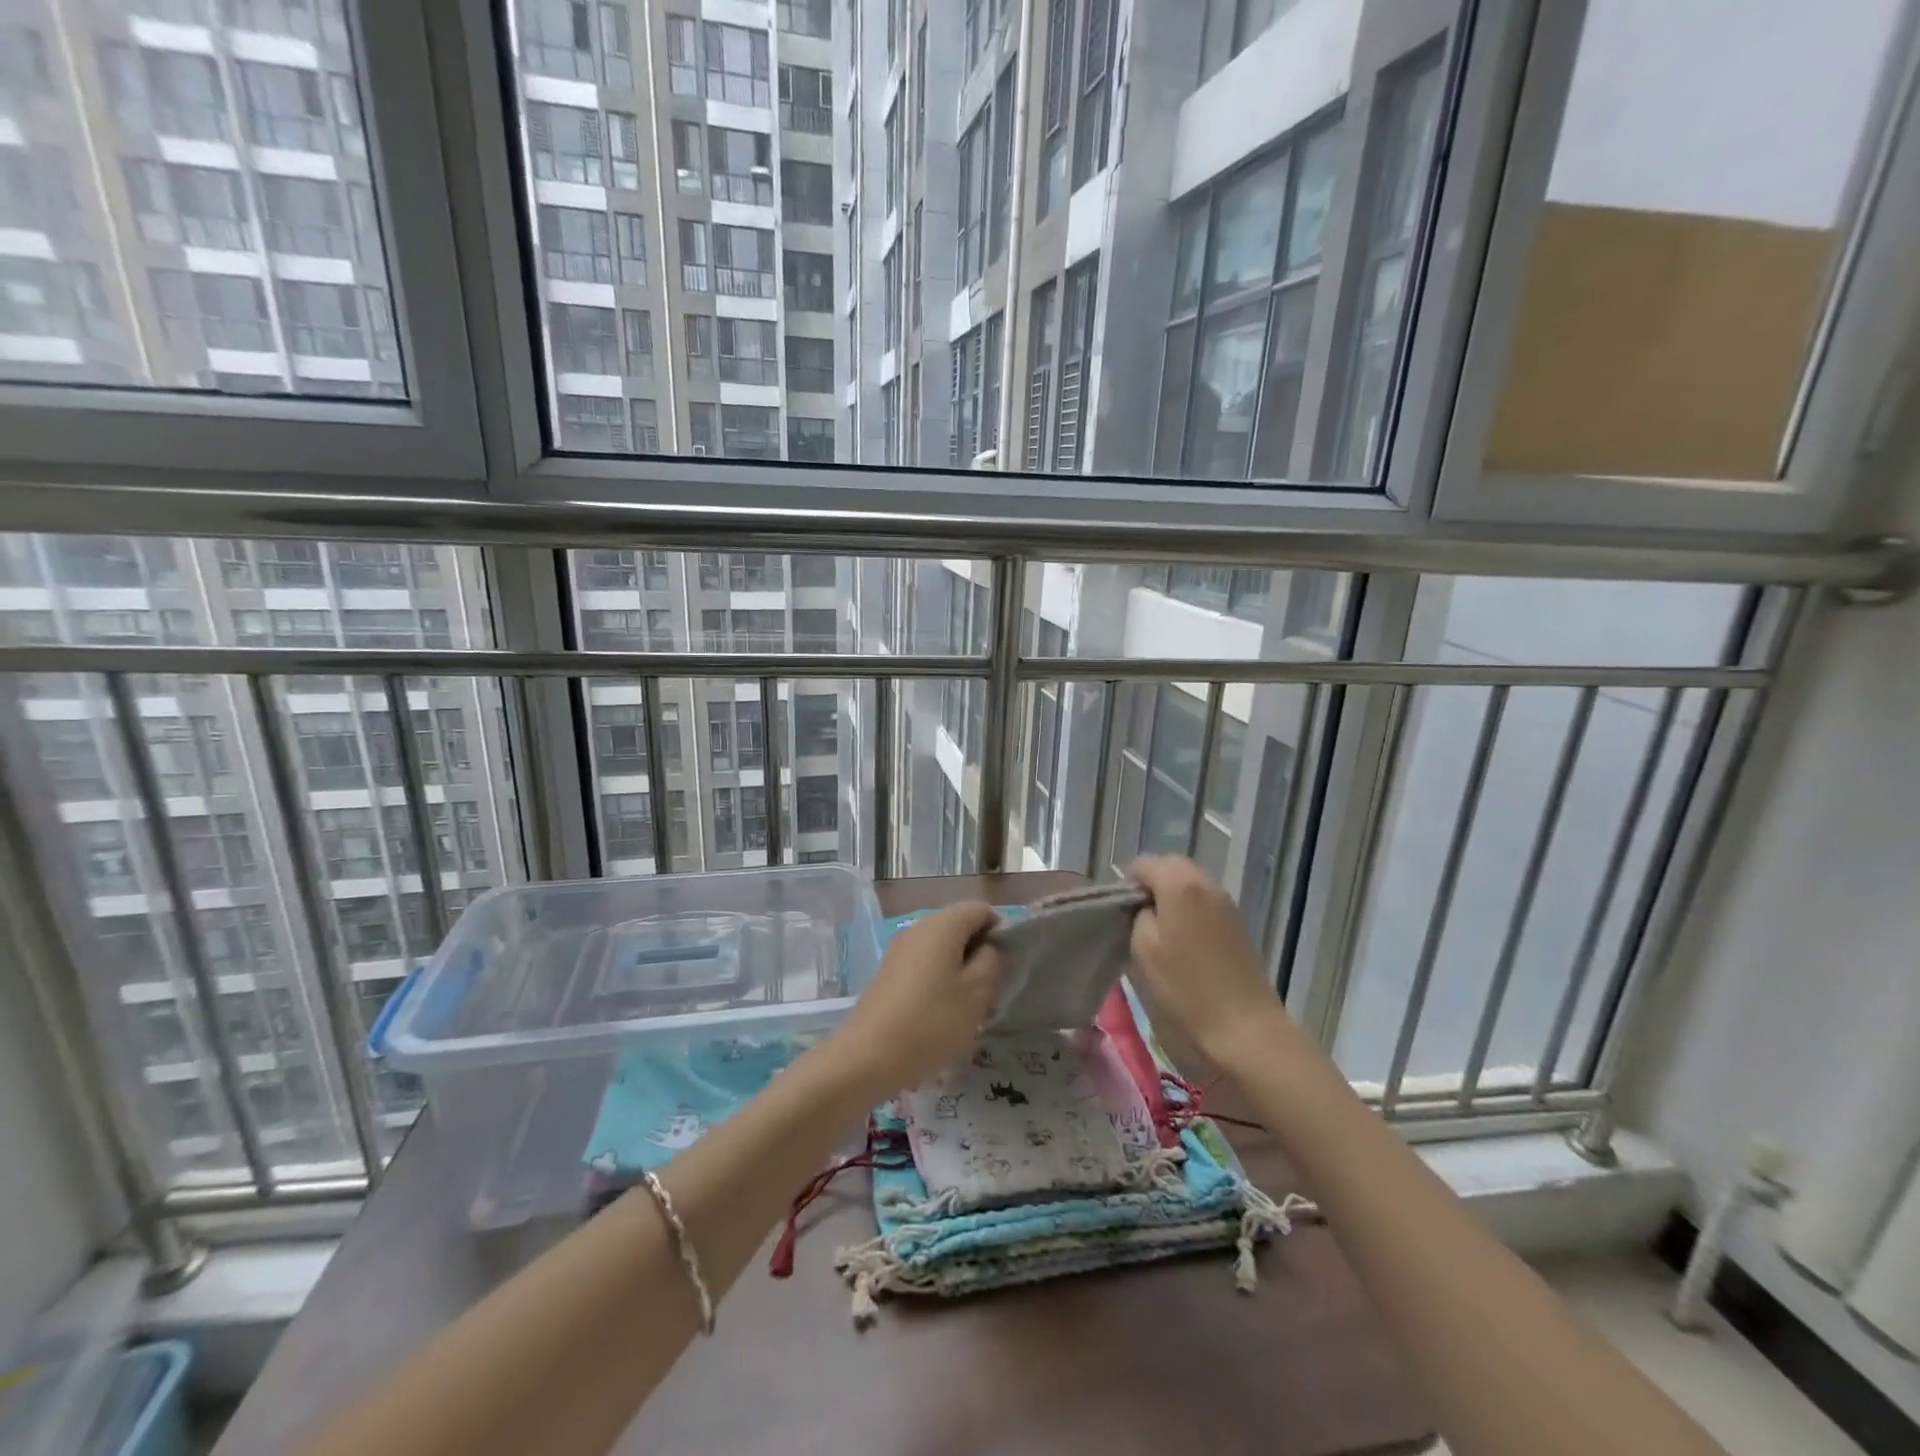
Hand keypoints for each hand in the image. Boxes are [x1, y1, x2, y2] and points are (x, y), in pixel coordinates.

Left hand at [829, 903, 1004, 1096]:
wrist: (869, 1055)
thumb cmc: (932, 1021)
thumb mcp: (978, 993)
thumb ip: (992, 961)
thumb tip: (987, 948)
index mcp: (943, 924)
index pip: (981, 910)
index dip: (999, 931)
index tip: (1006, 965)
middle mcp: (919, 926)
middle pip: (959, 926)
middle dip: (979, 951)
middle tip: (989, 989)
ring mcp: (900, 948)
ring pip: (942, 947)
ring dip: (959, 968)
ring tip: (967, 1005)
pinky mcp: (888, 971)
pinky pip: (923, 963)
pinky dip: (938, 978)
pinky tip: (940, 1012)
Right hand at [1127, 856, 1297, 1066]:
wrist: (1245, 1032)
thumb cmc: (1185, 991)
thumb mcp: (1143, 950)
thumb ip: (1138, 915)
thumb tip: (1146, 907)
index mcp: (1180, 884)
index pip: (1144, 864)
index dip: (1128, 884)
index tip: (1121, 914)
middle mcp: (1207, 884)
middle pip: (1171, 868)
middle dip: (1152, 886)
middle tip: (1137, 921)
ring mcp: (1227, 904)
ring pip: (1190, 885)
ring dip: (1172, 899)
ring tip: (1159, 935)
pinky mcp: (1239, 925)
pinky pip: (1205, 903)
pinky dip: (1190, 912)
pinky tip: (1183, 944)